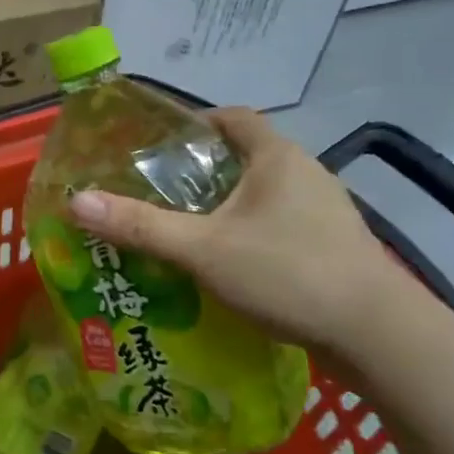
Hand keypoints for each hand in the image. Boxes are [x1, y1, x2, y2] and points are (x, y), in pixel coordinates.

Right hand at [69, 108, 418, 356]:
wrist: (378, 335)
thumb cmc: (288, 273)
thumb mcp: (202, 249)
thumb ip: (139, 226)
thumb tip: (75, 201)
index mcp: (277, 157)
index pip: (232, 117)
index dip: (194, 124)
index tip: (157, 145)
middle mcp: (305, 174)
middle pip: (244, 157)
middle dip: (200, 171)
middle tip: (155, 193)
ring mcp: (323, 212)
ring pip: (261, 195)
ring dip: (224, 206)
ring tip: (181, 230)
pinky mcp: (331, 247)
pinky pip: (277, 226)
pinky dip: (247, 234)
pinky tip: (224, 266)